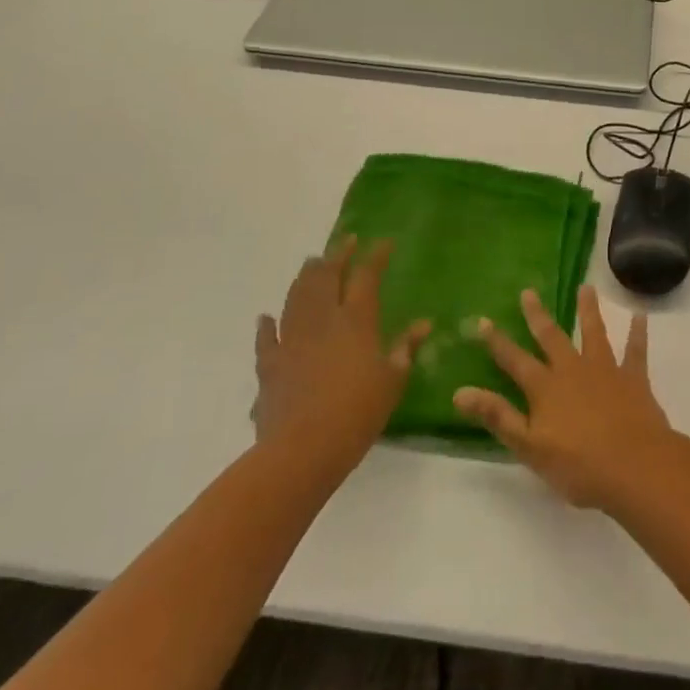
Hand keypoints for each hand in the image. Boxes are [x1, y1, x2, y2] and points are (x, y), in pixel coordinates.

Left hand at [254, 237, 429, 481]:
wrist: (303, 448)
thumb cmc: (358, 412)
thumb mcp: (393, 381)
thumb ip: (405, 348)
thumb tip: (423, 324)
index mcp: (356, 320)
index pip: (366, 276)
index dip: (376, 256)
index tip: (384, 242)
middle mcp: (322, 320)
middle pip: (326, 277)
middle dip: (337, 255)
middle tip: (346, 241)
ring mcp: (291, 339)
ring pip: (296, 297)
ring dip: (305, 277)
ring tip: (312, 263)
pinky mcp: (269, 364)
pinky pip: (266, 337)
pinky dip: (267, 324)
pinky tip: (267, 316)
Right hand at [453, 285, 670, 510]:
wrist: (635, 466)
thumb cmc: (579, 465)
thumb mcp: (529, 446)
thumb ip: (497, 416)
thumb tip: (459, 392)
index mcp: (546, 387)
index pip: (515, 361)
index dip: (497, 342)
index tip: (482, 320)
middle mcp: (573, 369)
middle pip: (552, 337)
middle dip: (538, 315)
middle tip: (529, 292)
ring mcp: (605, 370)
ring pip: (594, 333)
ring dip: (588, 310)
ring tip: (586, 287)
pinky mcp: (633, 378)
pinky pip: (636, 350)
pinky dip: (638, 333)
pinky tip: (640, 316)